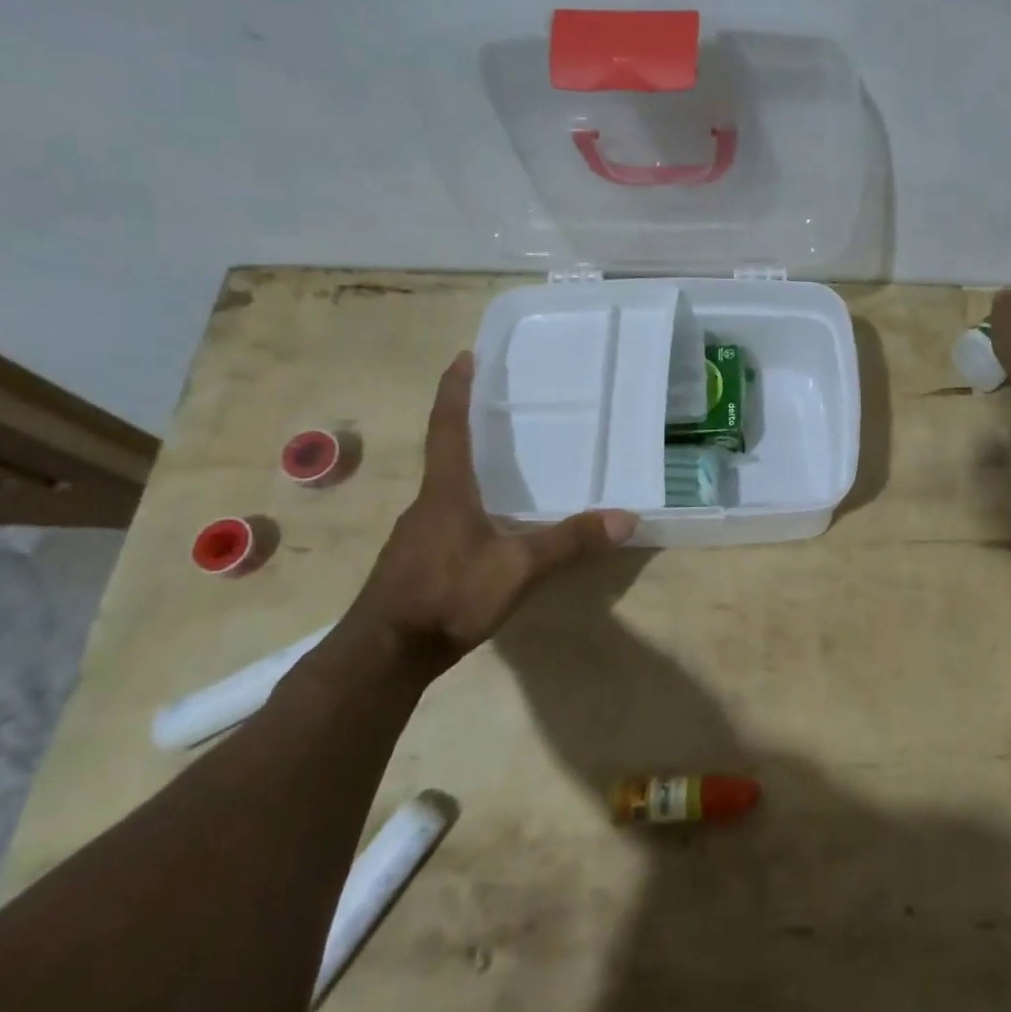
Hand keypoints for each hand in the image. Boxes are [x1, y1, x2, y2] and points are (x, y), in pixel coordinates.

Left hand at [345, 352, 635, 665]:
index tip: (463, 356)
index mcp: (446, 492)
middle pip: (446, 453)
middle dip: (468, 424)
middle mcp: (427, 504)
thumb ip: (569, 542)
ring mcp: (417, 534)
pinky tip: (491, 525)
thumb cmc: (447, 596)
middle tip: (499, 405)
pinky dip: (470, 504)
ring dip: (469, 467)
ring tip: (504, 463)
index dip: (456, 390)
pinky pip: (447, 517)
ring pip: (447, 488)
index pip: (449, 427)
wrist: (384, 656)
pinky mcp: (417, 561)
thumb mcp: (518, 569)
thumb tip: (626, 517)